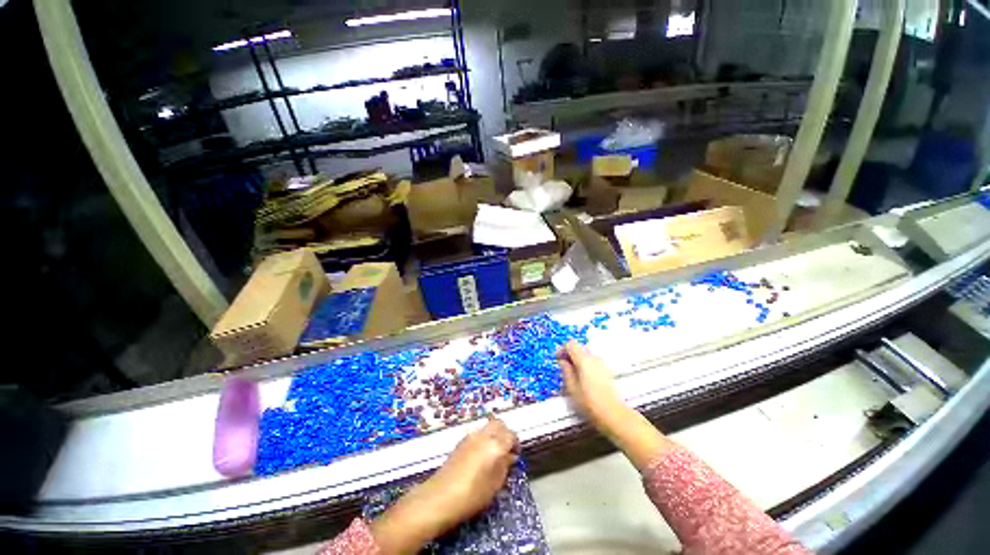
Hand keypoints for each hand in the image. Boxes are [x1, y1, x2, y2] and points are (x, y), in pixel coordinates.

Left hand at [370, 418, 518, 553]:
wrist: (441, 496)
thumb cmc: (472, 495)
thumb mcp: (495, 484)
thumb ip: (505, 466)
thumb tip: (510, 456)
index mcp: (495, 444)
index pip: (511, 435)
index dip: (516, 443)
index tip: (515, 454)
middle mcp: (483, 435)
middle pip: (499, 423)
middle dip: (505, 433)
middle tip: (507, 449)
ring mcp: (471, 436)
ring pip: (488, 426)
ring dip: (494, 434)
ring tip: (494, 453)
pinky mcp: (461, 441)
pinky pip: (478, 433)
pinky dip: (484, 438)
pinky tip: (481, 455)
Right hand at [558, 341, 628, 433]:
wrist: (613, 414)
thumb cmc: (590, 402)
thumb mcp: (571, 387)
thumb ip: (565, 370)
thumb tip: (562, 361)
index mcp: (584, 360)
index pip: (570, 344)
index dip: (562, 350)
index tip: (557, 358)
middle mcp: (594, 358)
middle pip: (579, 348)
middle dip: (569, 355)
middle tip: (562, 366)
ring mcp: (602, 364)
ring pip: (586, 355)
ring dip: (577, 360)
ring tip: (572, 374)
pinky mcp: (606, 371)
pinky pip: (592, 362)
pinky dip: (585, 365)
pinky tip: (582, 378)